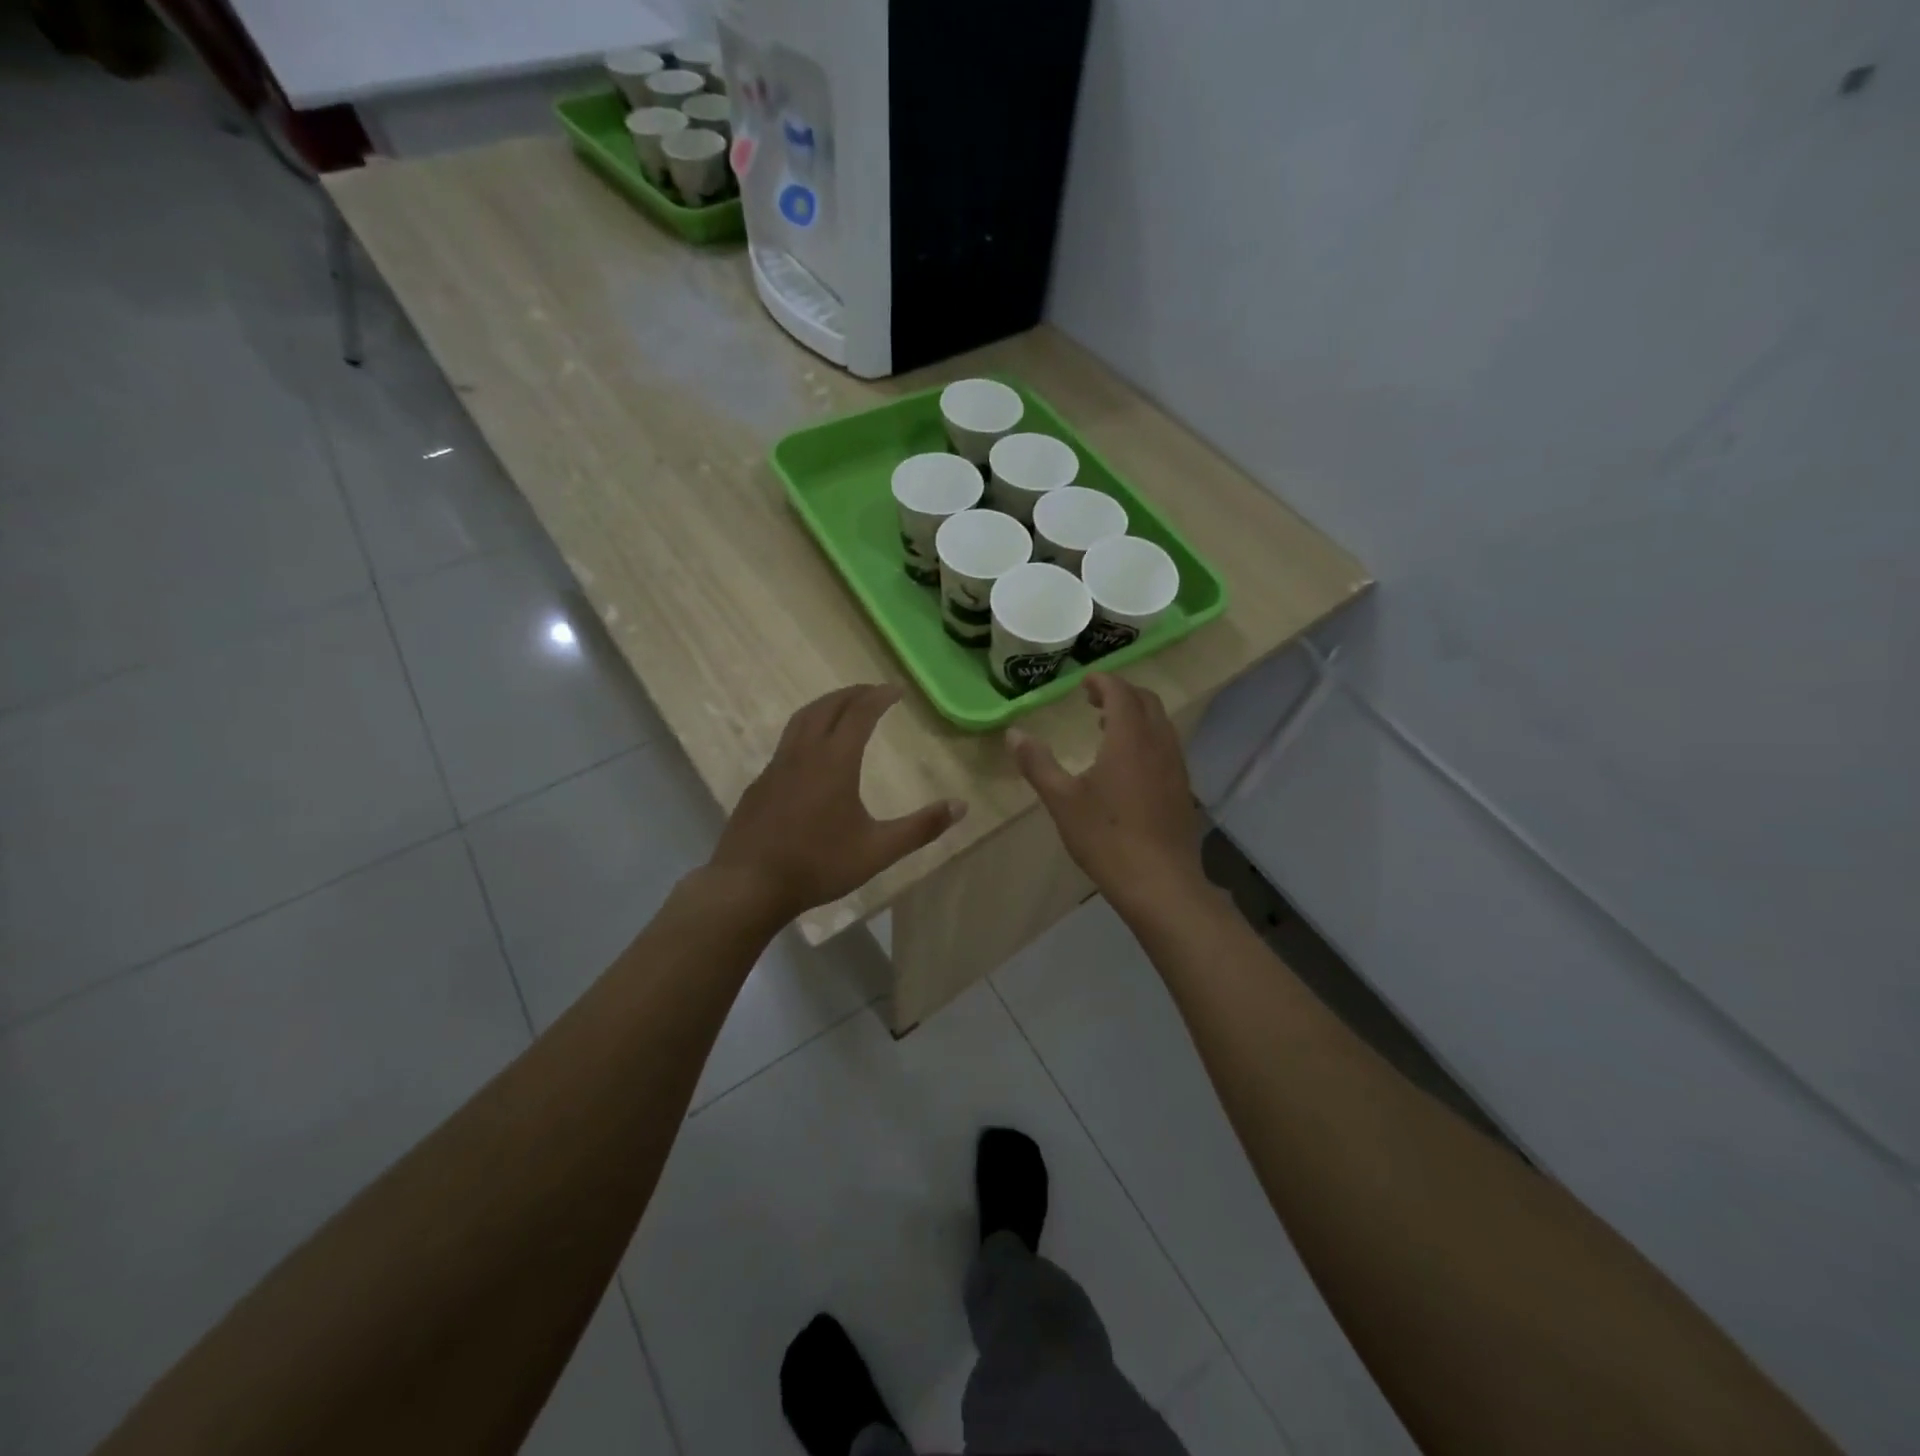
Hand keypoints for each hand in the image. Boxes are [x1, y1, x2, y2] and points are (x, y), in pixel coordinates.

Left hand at [709, 685, 966, 920]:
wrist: (748, 885)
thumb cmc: (818, 865)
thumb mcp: (878, 851)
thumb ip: (921, 828)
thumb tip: (961, 806)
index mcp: (834, 761)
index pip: (859, 713)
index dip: (879, 696)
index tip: (896, 689)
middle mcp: (803, 753)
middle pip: (828, 707)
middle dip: (852, 693)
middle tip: (873, 691)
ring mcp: (776, 766)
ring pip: (802, 719)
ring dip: (826, 706)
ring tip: (843, 708)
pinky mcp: (760, 783)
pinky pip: (787, 741)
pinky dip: (807, 729)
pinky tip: (812, 752)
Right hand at [1009, 674, 1206, 908]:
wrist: (1160, 882)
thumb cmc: (1106, 837)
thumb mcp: (1061, 800)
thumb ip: (1037, 763)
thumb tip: (1014, 734)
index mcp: (1129, 738)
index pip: (1121, 692)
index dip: (1102, 681)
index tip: (1084, 682)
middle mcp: (1158, 744)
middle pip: (1146, 700)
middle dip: (1121, 693)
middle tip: (1094, 700)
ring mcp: (1176, 766)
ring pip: (1161, 723)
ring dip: (1136, 715)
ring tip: (1108, 728)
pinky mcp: (1182, 788)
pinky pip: (1167, 746)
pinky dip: (1147, 737)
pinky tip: (1129, 766)